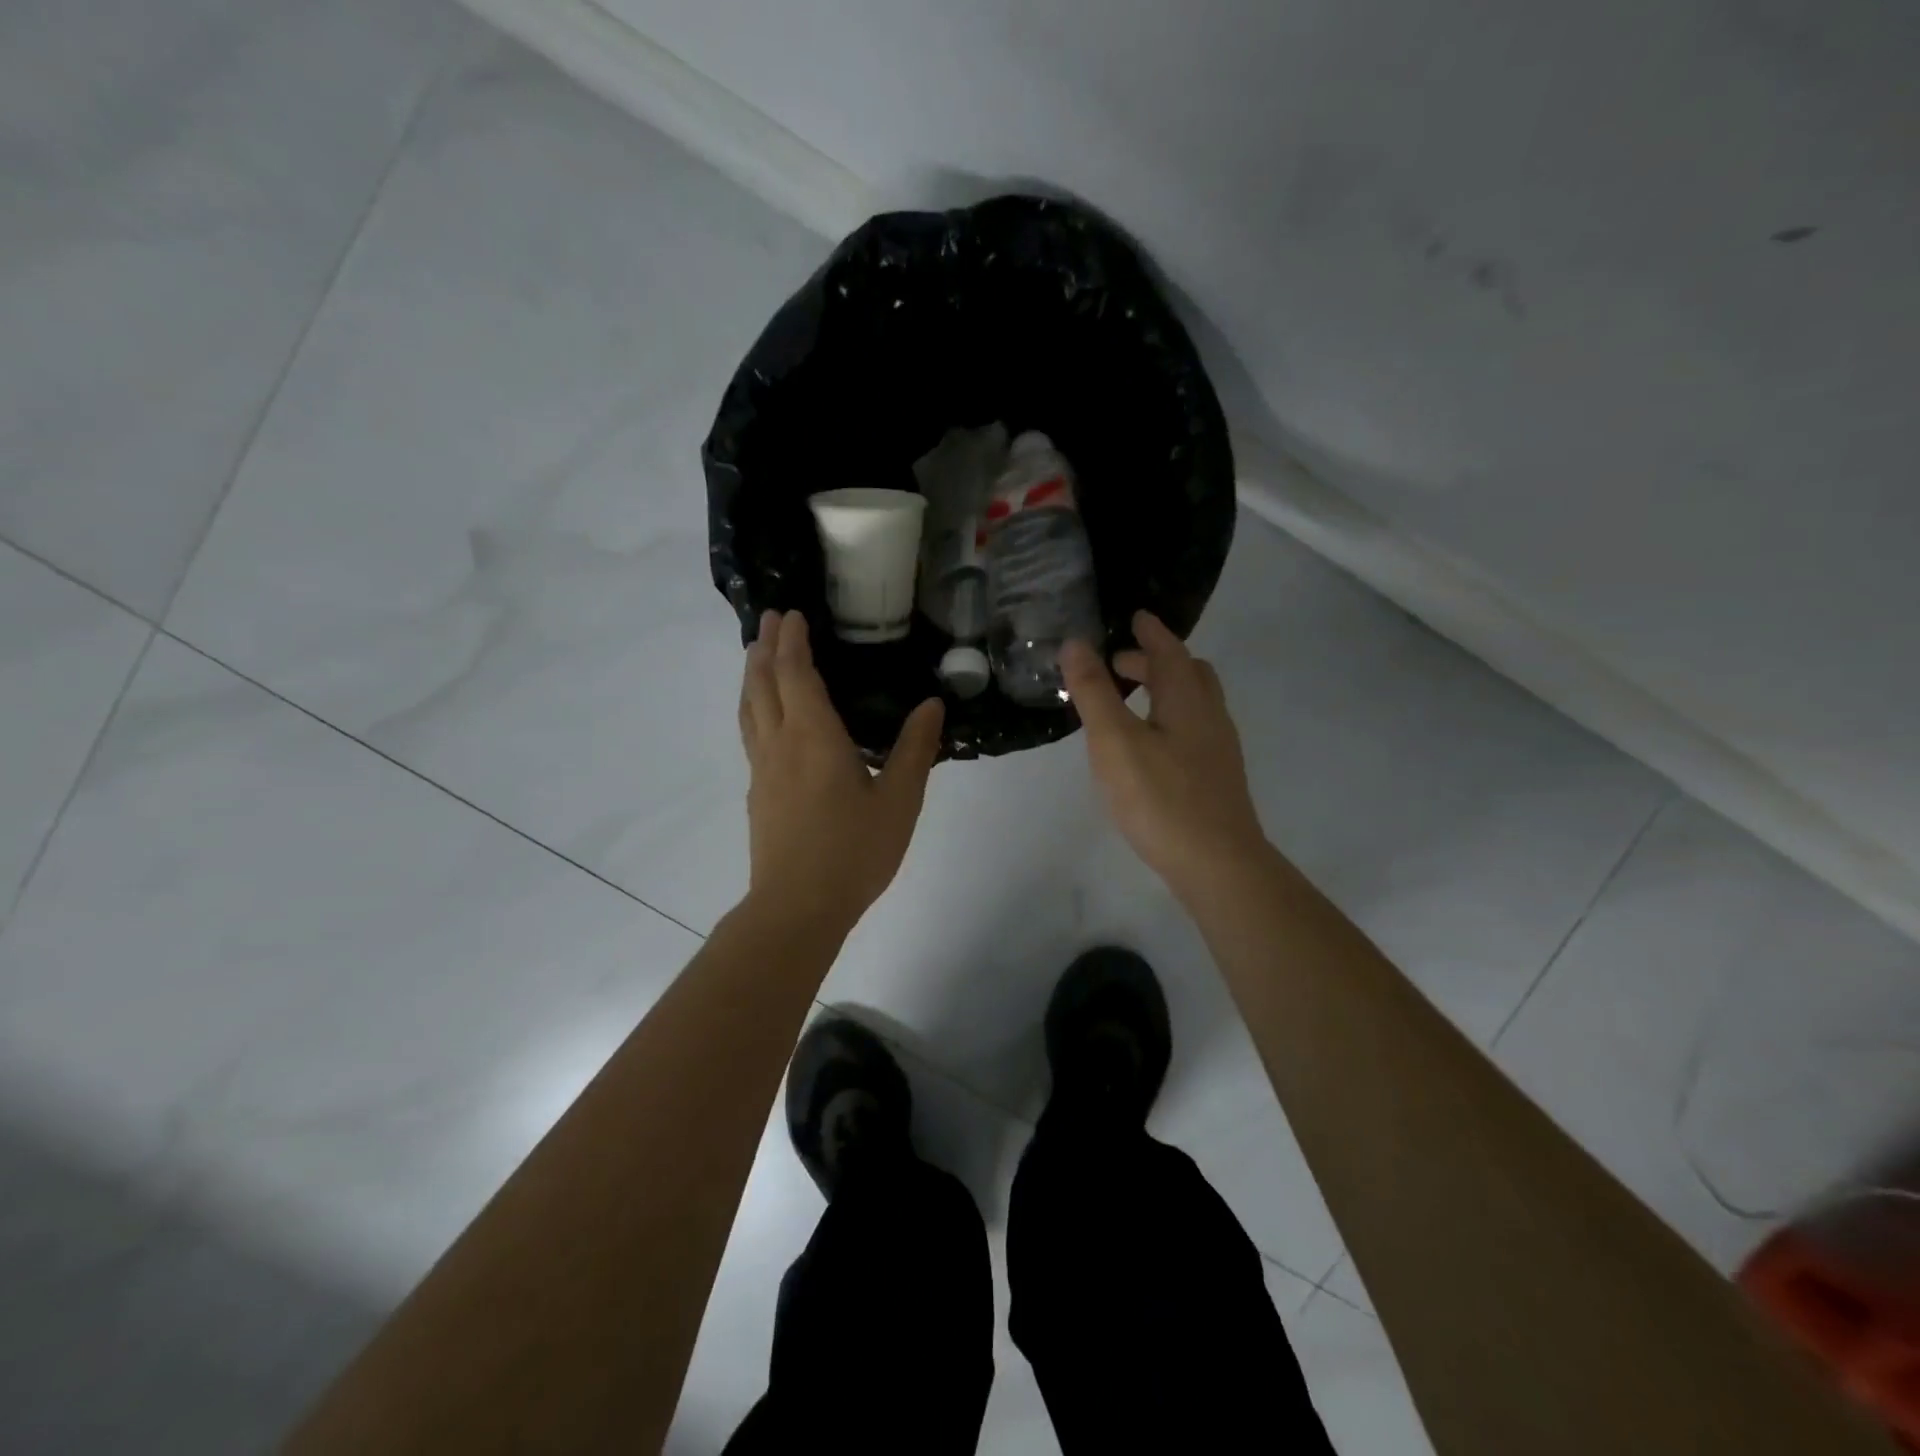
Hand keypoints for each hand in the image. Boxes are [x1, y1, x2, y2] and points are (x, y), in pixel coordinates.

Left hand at [737, 610, 944, 936]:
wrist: (797, 907)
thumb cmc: (853, 852)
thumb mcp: (899, 801)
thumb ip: (915, 750)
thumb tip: (932, 704)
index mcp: (814, 738)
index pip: (796, 675)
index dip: (793, 642)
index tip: (792, 615)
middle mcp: (780, 744)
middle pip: (763, 684)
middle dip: (766, 647)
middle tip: (771, 619)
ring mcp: (762, 770)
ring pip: (749, 709)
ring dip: (753, 675)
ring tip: (757, 655)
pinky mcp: (757, 794)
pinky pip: (750, 733)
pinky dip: (753, 707)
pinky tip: (764, 718)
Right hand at [1062, 612, 1269, 902]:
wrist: (1217, 864)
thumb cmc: (1161, 797)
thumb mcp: (1115, 740)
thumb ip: (1094, 691)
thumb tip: (1075, 643)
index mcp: (1187, 699)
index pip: (1170, 650)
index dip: (1150, 632)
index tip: (1135, 617)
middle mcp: (1210, 716)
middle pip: (1188, 674)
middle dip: (1154, 662)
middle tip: (1118, 665)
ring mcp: (1218, 749)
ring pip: (1192, 704)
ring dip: (1162, 691)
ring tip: (1127, 703)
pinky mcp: (1215, 778)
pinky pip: (1191, 730)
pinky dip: (1167, 719)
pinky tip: (1147, 747)